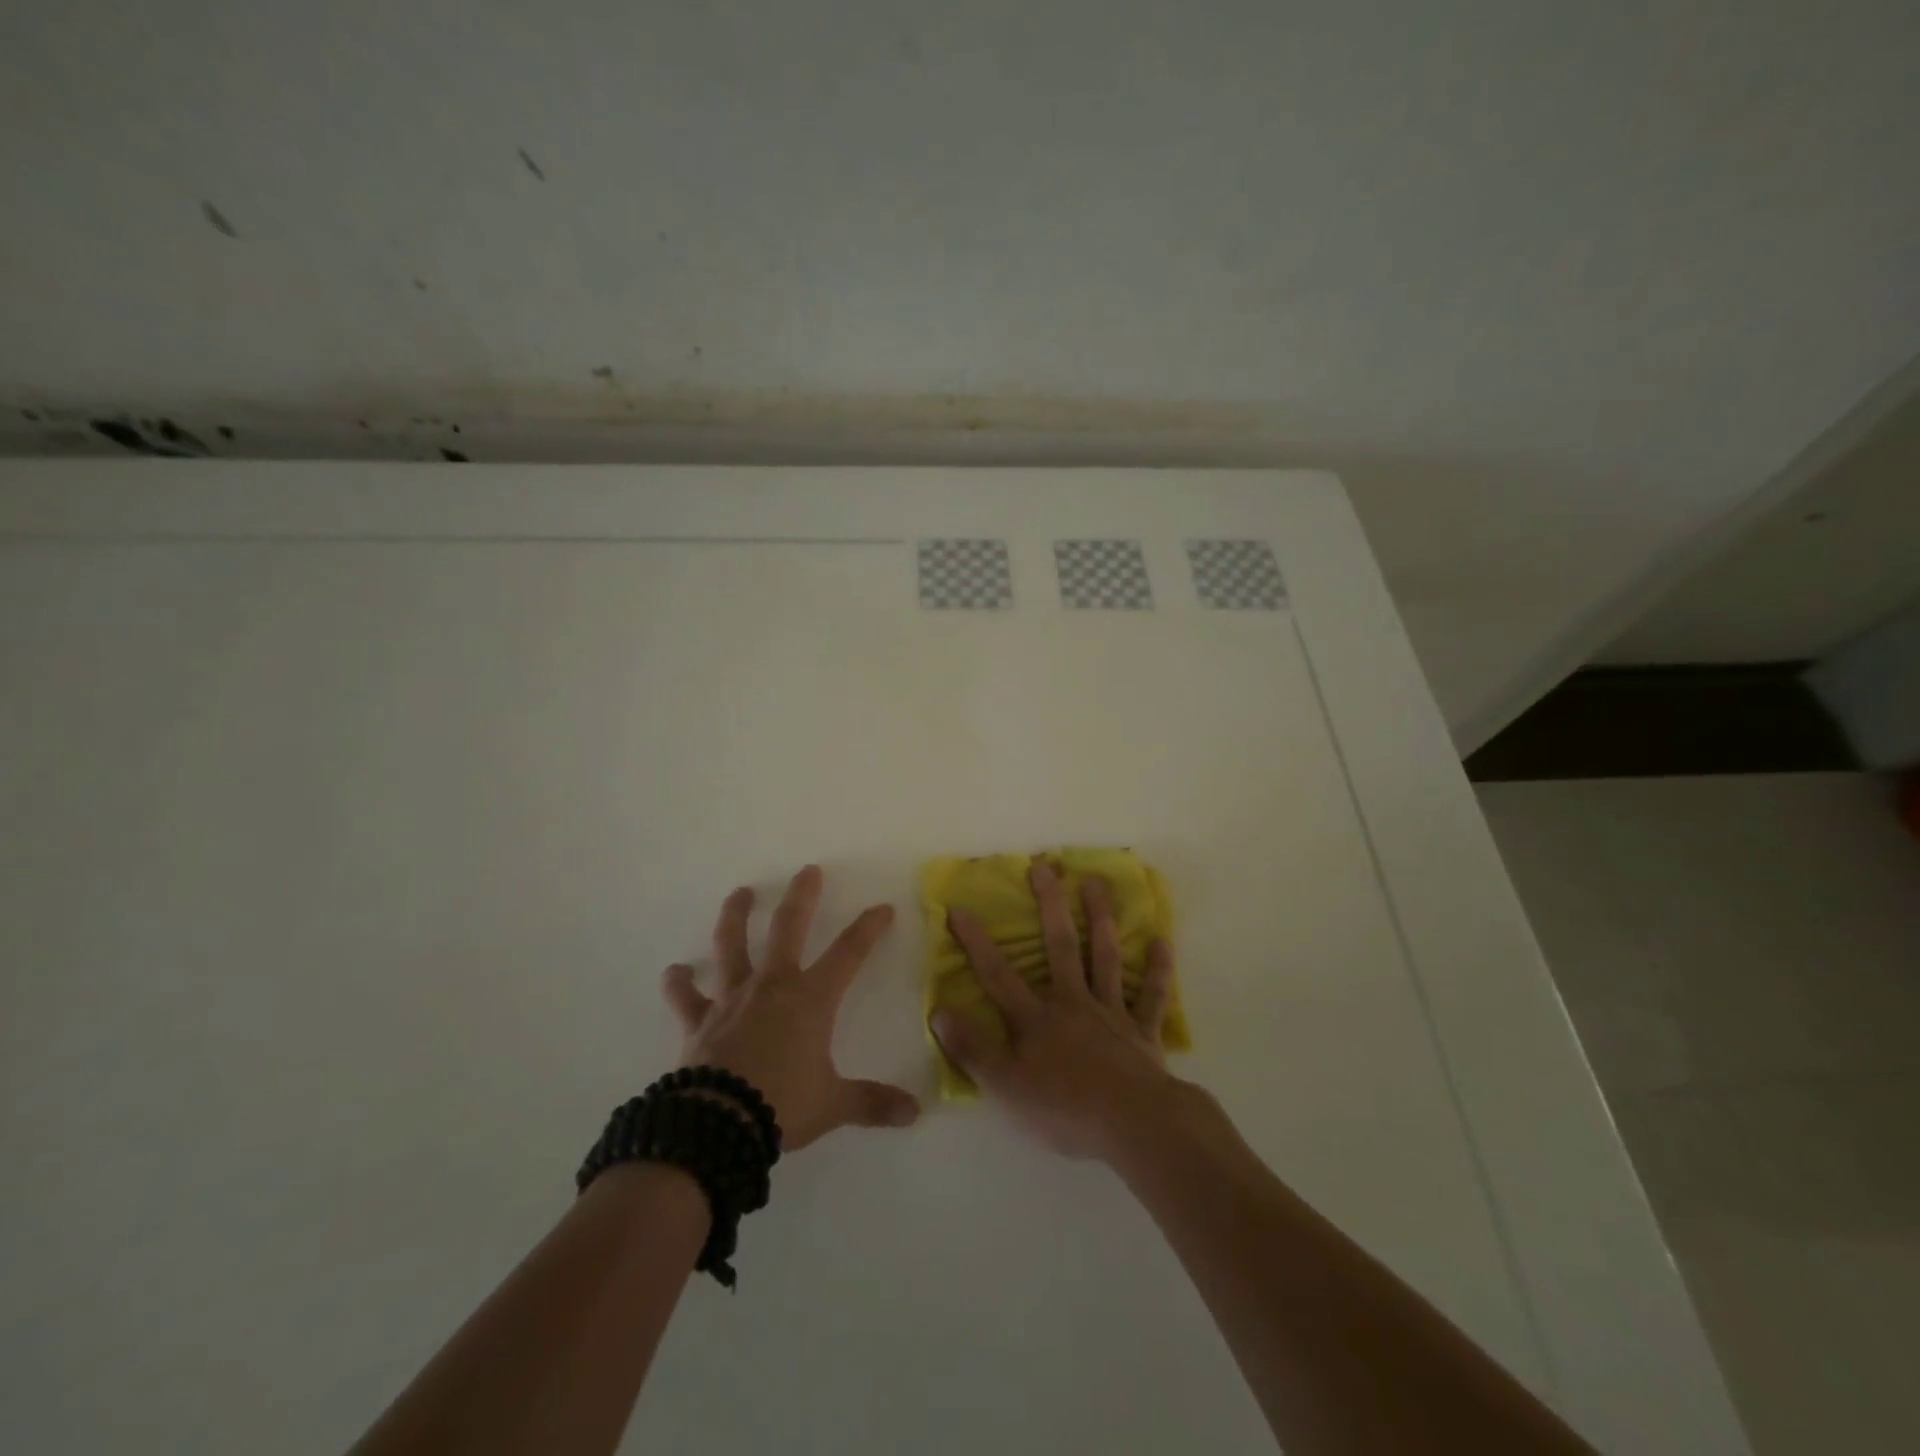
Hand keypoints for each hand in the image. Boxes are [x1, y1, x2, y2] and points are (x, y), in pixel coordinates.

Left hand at [661, 865, 920, 1151]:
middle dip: (802, 897)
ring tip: (740, 893)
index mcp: (811, 999)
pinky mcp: (700, 1022)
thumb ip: (873, 1103)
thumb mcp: (834, 1105)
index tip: (883, 908)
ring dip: (736, 916)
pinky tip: (674, 972)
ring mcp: (732, 999)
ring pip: (732, 945)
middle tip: (807, 871)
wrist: (718, 1126)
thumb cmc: (782, 1106)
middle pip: (789, 928)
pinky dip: (679, 984)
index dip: (868, 929)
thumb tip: (915, 1113)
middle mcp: (772, 986)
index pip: (849, 953)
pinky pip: (686, 998)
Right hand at [931, 862, 1179, 1160]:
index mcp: (1036, 1018)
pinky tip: (1161, 942)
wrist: (1134, 1124)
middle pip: (1060, 946)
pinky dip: (1156, 970)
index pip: (998, 974)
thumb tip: (939, 1011)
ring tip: (1096, 882)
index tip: (959, 908)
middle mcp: (1073, 1002)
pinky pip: (1150, 995)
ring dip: (1100, 918)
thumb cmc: (1065, 1108)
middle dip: (1050, 904)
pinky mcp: (1142, 1031)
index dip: (976, 942)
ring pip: (1104, 957)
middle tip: (1046, 866)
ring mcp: (1111, 1013)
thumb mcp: (1006, 1086)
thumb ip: (972, 1049)